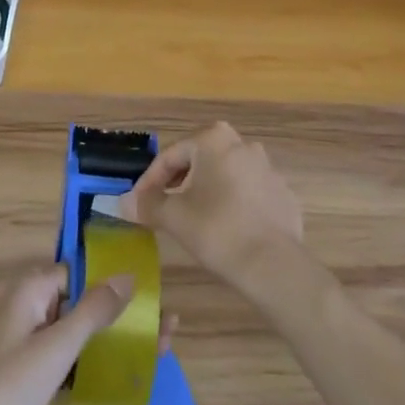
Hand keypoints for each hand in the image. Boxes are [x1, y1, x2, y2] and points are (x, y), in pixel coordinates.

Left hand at [0, 266, 156, 404]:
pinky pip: (68, 363)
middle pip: (83, 302)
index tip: (152, 282)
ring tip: (160, 346)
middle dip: (122, 310)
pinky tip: (125, 377)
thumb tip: (128, 274)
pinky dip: (94, 366)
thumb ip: (93, 309)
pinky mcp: (27, 383)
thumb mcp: (56, 347)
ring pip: (78, 334)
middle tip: (167, 321)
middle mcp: (29, 311)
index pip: (79, 270)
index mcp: (31, 291)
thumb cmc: (7, 388)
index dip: (113, 275)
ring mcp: (27, 348)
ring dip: (114, 339)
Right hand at [125, 123, 304, 298]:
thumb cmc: (217, 230)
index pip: (171, 156)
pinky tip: (225, 228)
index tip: (138, 203)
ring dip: (206, 191)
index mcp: (214, 139)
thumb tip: (123, 201)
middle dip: (179, 182)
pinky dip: (232, 204)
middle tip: (163, 208)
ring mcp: (267, 168)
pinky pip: (247, 193)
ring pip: (224, 175)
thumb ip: (147, 204)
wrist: (273, 264)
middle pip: (199, 161)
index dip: (150, 181)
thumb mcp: (174, 217)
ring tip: (193, 219)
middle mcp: (242, 144)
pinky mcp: (281, 193)